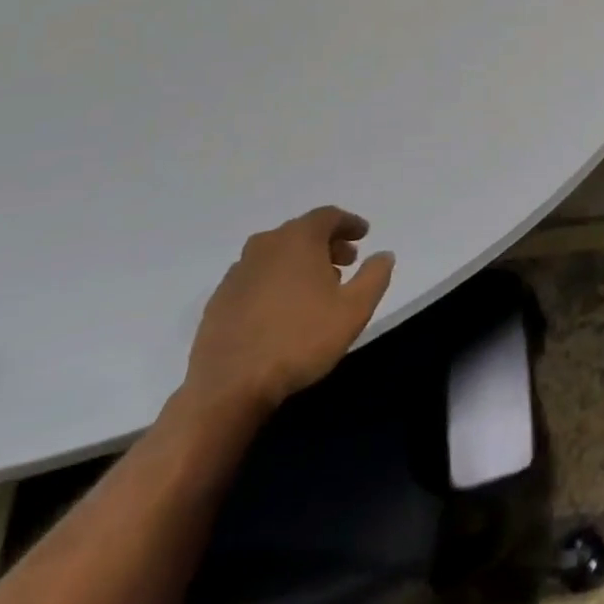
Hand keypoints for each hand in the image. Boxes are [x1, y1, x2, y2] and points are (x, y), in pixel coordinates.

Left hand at [184, 207, 395, 416]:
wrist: (229, 387)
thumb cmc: (300, 340)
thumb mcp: (355, 309)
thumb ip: (375, 276)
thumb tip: (383, 255)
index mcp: (298, 239)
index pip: (328, 216)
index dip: (349, 223)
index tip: (364, 235)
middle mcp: (265, 246)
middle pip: (301, 232)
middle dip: (327, 243)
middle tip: (346, 262)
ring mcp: (238, 273)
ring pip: (277, 255)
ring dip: (300, 263)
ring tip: (317, 288)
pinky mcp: (219, 300)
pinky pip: (256, 278)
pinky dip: (275, 282)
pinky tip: (283, 309)